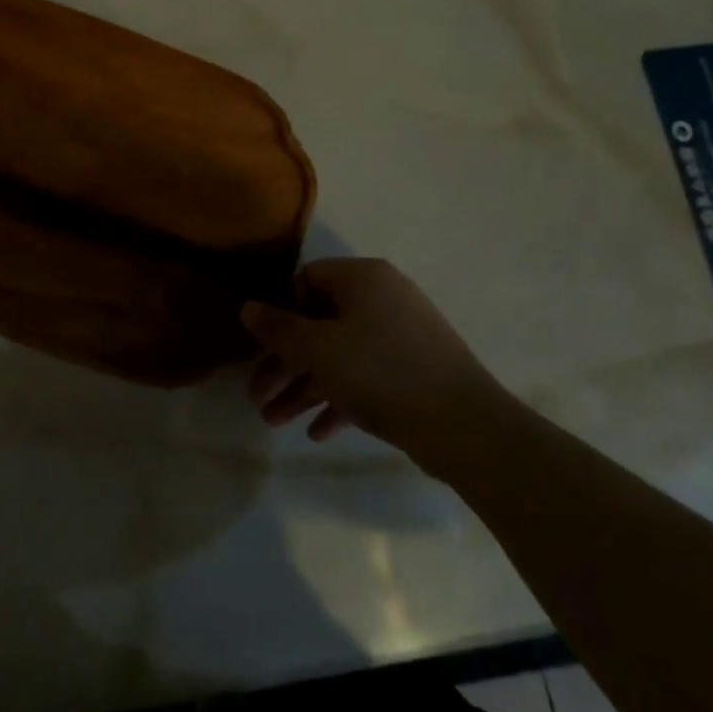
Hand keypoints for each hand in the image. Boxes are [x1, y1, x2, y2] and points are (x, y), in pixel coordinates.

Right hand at [243, 258, 503, 458]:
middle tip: (259, 397)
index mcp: (362, 278)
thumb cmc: (380, 372)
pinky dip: (340, 399)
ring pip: (340, 355)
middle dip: (285, 363)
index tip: (263, 348)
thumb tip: (247, 307)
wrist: (465, 425)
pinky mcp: (415, 370)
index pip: (307, 280)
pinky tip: (317, 433)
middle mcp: (383, 297)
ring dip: (305, 387)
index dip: (281, 313)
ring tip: (275, 423)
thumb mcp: (318, 349)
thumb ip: (278, 328)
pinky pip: (367, 377)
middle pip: (320, 323)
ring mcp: (402, 334)